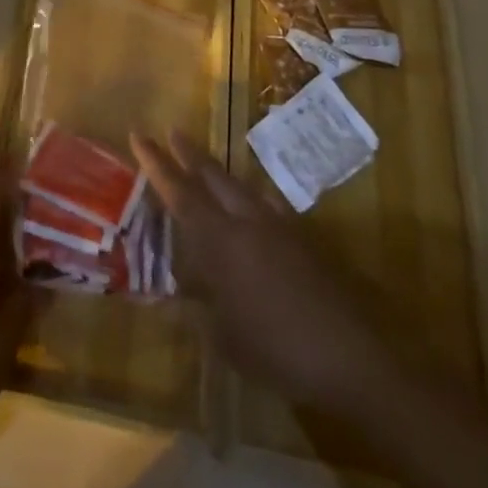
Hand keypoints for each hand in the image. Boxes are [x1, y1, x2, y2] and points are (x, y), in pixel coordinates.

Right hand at [132, 130, 379, 408]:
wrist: (349, 356)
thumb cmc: (276, 350)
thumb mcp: (224, 339)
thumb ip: (196, 310)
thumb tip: (170, 296)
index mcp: (221, 241)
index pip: (180, 192)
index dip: (156, 163)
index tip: (139, 134)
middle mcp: (246, 221)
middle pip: (212, 176)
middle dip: (188, 153)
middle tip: (170, 131)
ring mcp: (278, 226)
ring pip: (240, 185)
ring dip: (218, 171)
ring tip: (205, 163)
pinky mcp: (302, 239)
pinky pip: (268, 203)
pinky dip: (252, 196)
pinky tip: (255, 202)